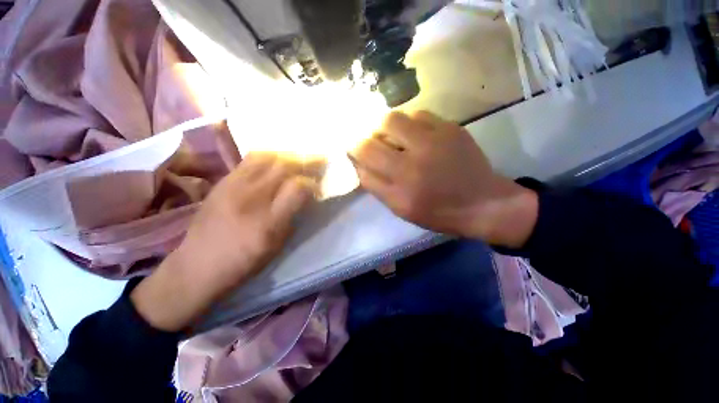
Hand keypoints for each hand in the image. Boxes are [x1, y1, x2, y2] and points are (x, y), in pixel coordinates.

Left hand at [132, 153, 324, 331]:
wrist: (197, 265)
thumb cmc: (244, 261)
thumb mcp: (277, 245)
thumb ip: (293, 215)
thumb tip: (305, 195)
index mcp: (269, 222)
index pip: (298, 188)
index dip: (312, 183)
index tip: (318, 185)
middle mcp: (251, 199)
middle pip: (283, 166)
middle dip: (305, 161)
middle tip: (316, 161)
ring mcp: (233, 186)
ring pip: (266, 157)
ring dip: (286, 156)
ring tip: (296, 159)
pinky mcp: (222, 182)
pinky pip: (249, 160)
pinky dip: (268, 157)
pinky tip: (274, 162)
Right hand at [349, 111, 537, 246]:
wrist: (483, 203)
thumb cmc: (438, 212)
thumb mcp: (401, 209)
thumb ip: (376, 186)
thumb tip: (359, 164)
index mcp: (401, 186)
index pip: (364, 156)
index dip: (353, 148)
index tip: (353, 148)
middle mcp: (414, 160)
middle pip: (374, 133)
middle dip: (365, 136)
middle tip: (370, 142)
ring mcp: (434, 140)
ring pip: (394, 118)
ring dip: (385, 127)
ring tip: (392, 138)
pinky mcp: (451, 128)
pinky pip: (419, 115)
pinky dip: (409, 124)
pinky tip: (415, 136)